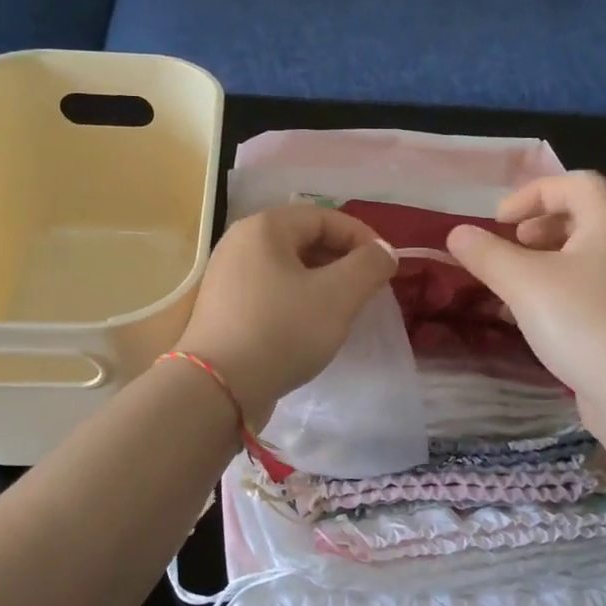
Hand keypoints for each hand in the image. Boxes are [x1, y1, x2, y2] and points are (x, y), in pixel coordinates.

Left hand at [177, 204, 396, 426]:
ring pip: (288, 268)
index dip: (362, 236)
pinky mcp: (225, 308)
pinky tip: (311, 327)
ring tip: (344, 309)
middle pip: (304, 240)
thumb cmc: (282, 331)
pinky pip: (272, 292)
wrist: (219, 389)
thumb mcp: (338, 296)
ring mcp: (228, 277)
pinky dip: (298, 300)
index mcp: (264, 228)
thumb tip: (383, 251)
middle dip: (342, 260)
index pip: (325, 217)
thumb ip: (369, 265)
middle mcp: (240, 243)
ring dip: (322, 283)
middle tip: (368, 289)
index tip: (386, 266)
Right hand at [446, 172, 605, 412]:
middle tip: (510, 246)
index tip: (500, 221)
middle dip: (538, 227)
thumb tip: (457, 234)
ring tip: (511, 285)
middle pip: (581, 217)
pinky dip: (555, 291)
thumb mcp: (522, 282)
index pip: (576, 183)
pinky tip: (529, 318)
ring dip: (542, 262)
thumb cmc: (581, 321)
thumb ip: (486, 254)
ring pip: (581, 257)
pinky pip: (586, 289)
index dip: (533, 193)